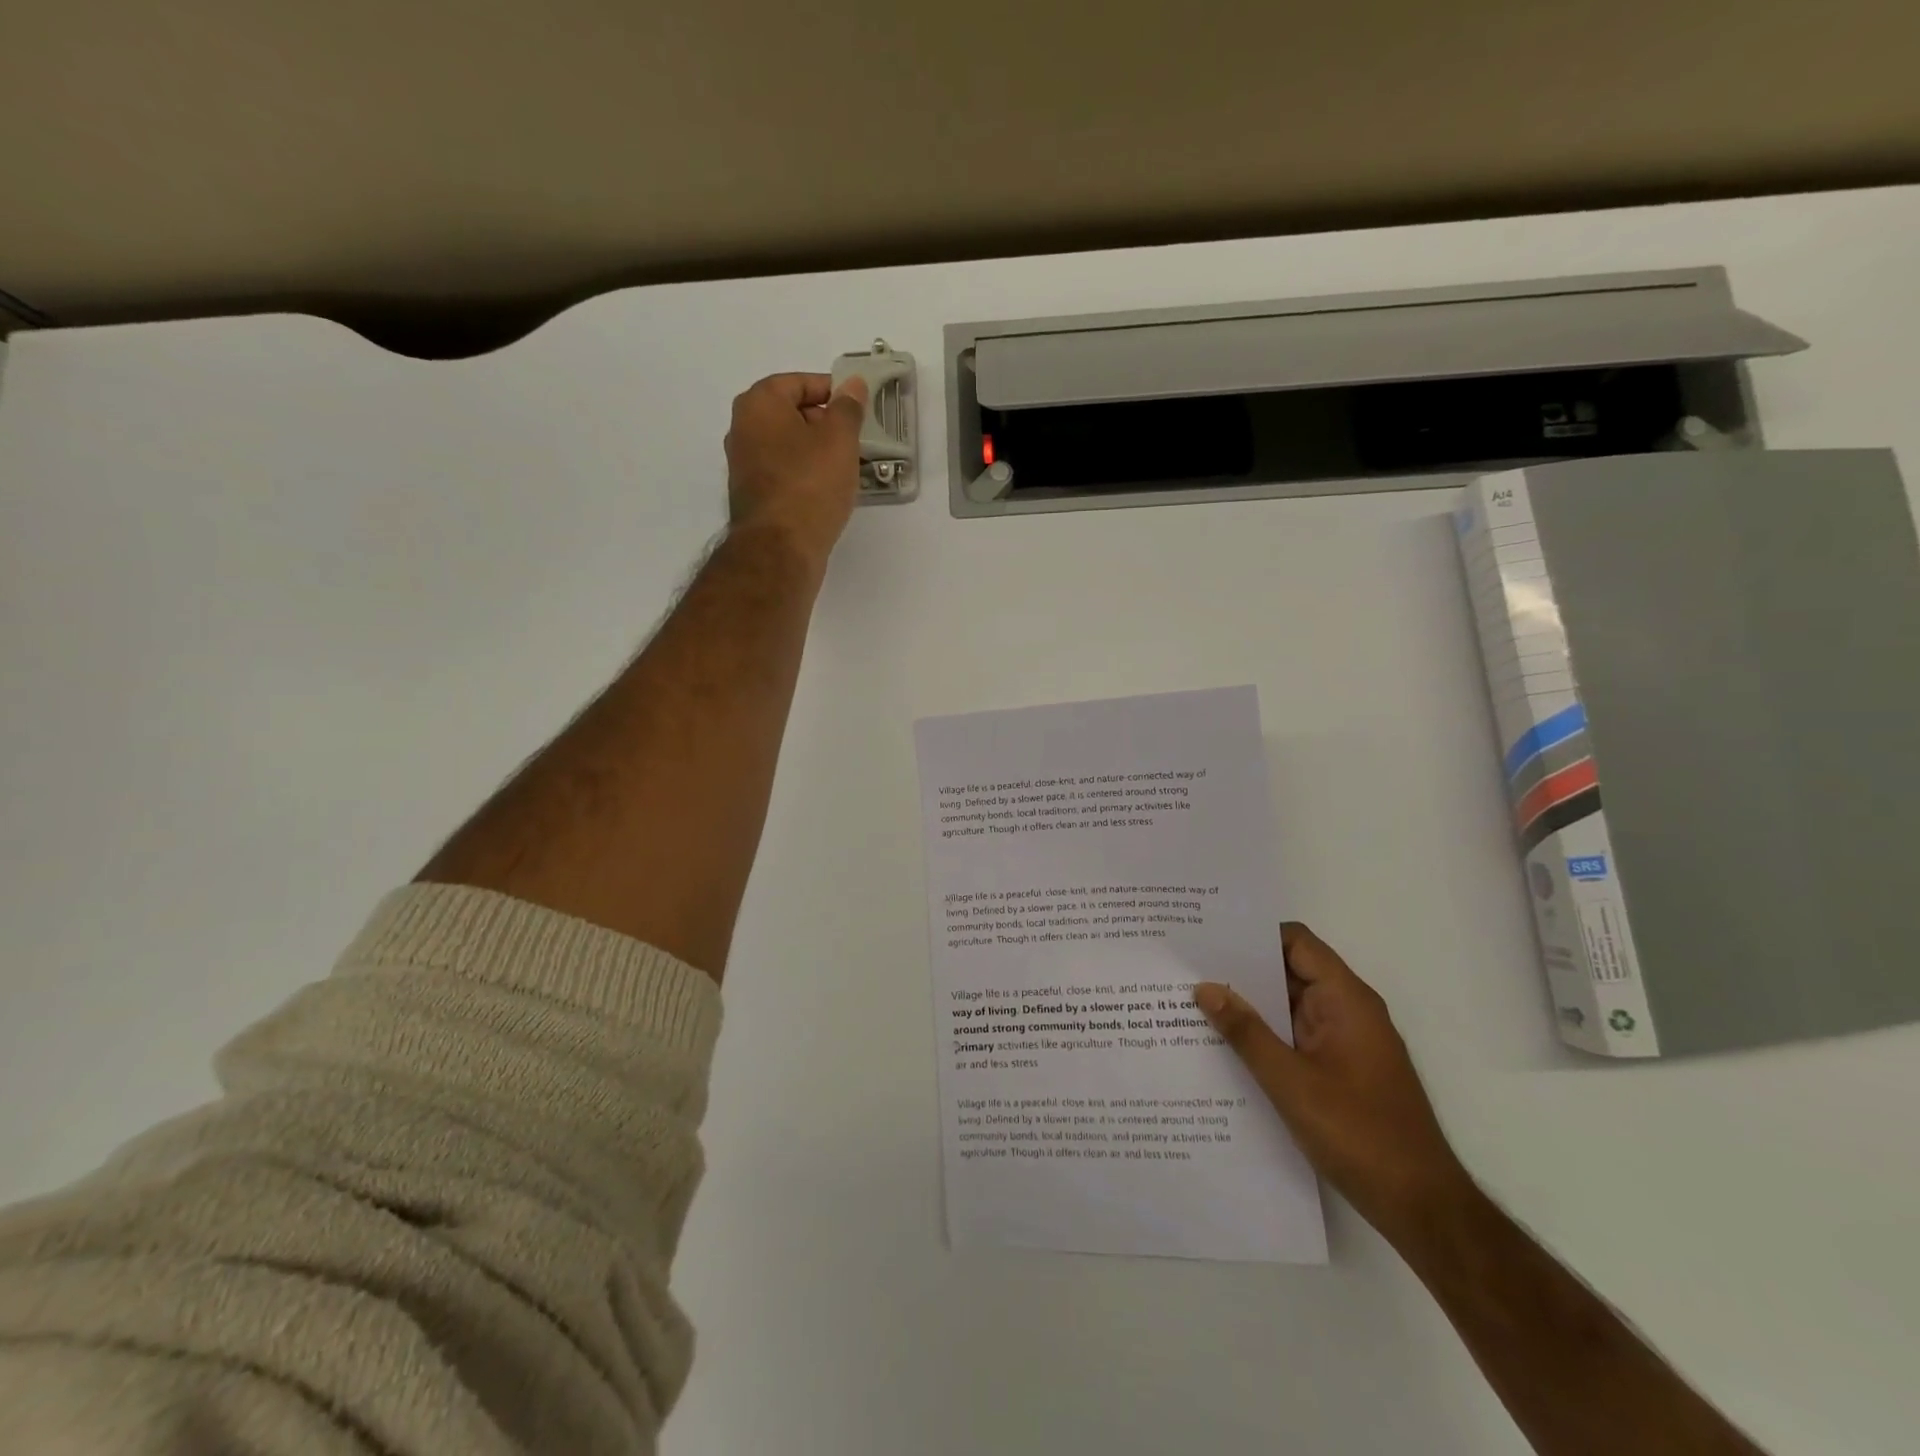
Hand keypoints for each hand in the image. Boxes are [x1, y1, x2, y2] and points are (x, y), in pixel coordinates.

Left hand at [724, 372, 868, 573]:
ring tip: (848, 468)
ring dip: (817, 453)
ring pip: (789, 446)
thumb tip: (852, 384)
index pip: (799, 383)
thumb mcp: (839, 439)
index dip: (832, 391)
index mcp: (759, 404)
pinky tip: (829, 491)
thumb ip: (848, 407)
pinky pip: (784, 473)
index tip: (858, 409)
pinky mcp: (753, 496)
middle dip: (825, 424)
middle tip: (856, 440)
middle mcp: (743, 429)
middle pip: (791, 414)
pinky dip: (806, 476)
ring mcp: (744, 465)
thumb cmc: (810, 485)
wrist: (780, 549)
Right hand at [1194, 923, 1471, 1244]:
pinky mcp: (1341, 1070)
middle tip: (1188, 967)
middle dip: (1242, 969)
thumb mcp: (1290, 1081)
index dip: (1254, 934)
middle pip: (1290, 971)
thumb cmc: (1359, 1135)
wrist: (1422, 1208)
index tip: (1208, 935)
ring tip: (1194, 1001)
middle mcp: (1348, 1011)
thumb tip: (1205, 987)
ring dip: (1250, 1005)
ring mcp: (1346, 1042)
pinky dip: (1265, 1034)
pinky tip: (1225, 1045)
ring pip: (1290, 1006)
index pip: (1296, 943)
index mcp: (1345, 1000)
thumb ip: (1245, 1031)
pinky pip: (1296, 1036)